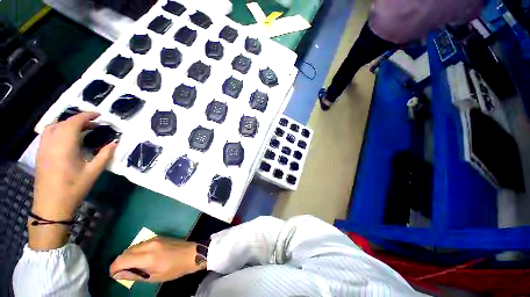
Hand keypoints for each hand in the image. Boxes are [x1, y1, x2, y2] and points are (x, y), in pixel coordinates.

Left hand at [29, 112, 116, 250]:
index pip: (74, 123)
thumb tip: (115, 143)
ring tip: (81, 129)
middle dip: (79, 120)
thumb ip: (105, 155)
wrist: (51, 205)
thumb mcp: (93, 172)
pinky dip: (58, 130)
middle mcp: (51, 143)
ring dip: (67, 124)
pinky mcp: (40, 153)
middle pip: (63, 123)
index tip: (99, 115)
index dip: (86, 116)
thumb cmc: (73, 188)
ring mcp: (43, 148)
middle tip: (94, 124)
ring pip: (53, 127)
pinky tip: (67, 138)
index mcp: (65, 147)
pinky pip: (48, 134)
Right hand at [110, 237, 206, 282]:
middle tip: (122, 272)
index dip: (114, 267)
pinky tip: (140, 258)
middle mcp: (149, 245)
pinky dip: (136, 250)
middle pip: (126, 251)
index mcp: (147, 257)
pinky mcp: (158, 236)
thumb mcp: (154, 277)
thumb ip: (135, 275)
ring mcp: (154, 239)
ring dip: (128, 256)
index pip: (122, 259)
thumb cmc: (174, 269)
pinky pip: (141, 243)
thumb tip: (118, 274)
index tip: (113, 275)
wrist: (191, 253)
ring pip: (133, 246)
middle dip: (120, 262)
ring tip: (131, 266)